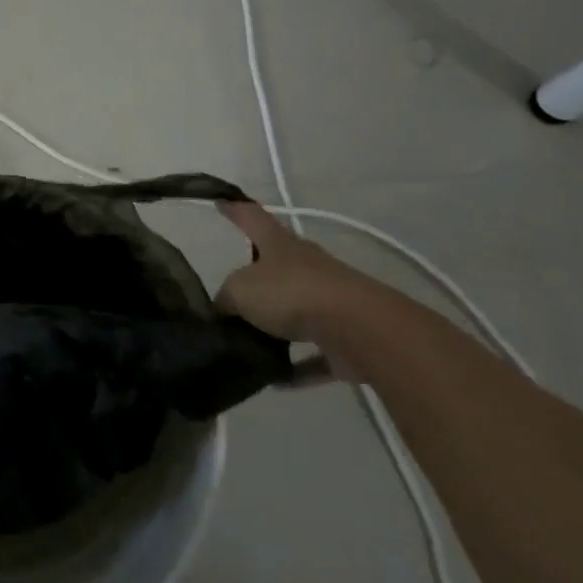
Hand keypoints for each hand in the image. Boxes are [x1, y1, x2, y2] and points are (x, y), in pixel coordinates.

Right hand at [216, 201, 389, 378]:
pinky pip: (314, 354)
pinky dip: (296, 366)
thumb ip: (225, 300)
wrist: (361, 330)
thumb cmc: (291, 293)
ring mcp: (329, 301)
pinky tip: (274, 381)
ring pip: (297, 310)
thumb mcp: (239, 291)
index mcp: (279, 245)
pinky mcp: (345, 338)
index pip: (251, 217)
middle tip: (233, 289)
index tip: (220, 202)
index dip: (234, 209)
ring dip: (277, 326)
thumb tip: (223, 311)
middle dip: (257, 273)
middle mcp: (306, 266)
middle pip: (277, 264)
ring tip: (248, 343)